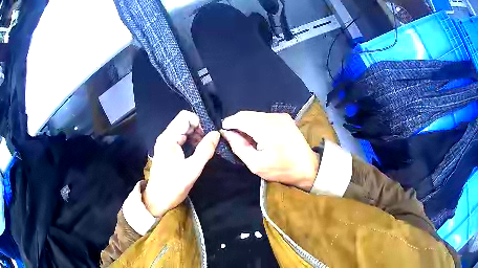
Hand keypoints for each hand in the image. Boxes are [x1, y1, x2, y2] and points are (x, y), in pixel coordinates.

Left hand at [143, 111, 219, 216]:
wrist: (157, 199)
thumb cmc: (173, 186)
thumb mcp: (192, 169)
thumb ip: (205, 150)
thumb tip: (216, 133)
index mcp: (168, 138)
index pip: (185, 117)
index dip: (199, 122)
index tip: (208, 136)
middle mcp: (166, 137)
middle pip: (184, 122)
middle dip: (199, 129)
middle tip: (208, 144)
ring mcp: (165, 143)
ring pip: (184, 130)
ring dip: (196, 136)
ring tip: (204, 149)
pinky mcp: (167, 150)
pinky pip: (181, 139)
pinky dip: (191, 141)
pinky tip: (197, 151)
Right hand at [221, 111, 317, 191]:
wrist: (308, 167)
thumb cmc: (281, 169)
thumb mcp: (256, 165)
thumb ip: (239, 147)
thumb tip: (226, 133)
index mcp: (267, 129)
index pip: (240, 119)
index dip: (229, 123)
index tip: (223, 131)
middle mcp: (273, 117)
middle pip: (247, 114)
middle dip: (237, 122)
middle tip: (232, 136)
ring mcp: (280, 116)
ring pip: (255, 114)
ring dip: (246, 122)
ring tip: (245, 137)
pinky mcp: (285, 117)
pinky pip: (264, 116)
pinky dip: (256, 122)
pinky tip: (257, 134)